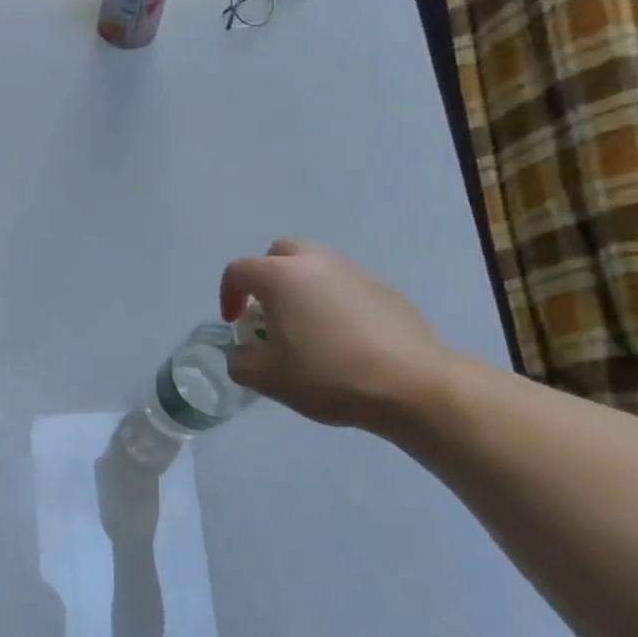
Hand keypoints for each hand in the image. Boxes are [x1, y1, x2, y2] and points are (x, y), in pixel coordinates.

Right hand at [221, 239, 459, 430]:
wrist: (409, 383)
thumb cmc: (326, 375)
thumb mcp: (266, 378)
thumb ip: (240, 361)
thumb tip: (244, 351)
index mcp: (280, 277)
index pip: (238, 270)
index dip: (227, 295)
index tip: (235, 325)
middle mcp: (316, 262)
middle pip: (279, 253)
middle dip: (265, 278)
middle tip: (267, 313)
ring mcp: (353, 271)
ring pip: (314, 266)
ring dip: (300, 288)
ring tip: (304, 329)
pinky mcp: (383, 289)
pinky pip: (343, 285)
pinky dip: (331, 301)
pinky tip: (341, 339)